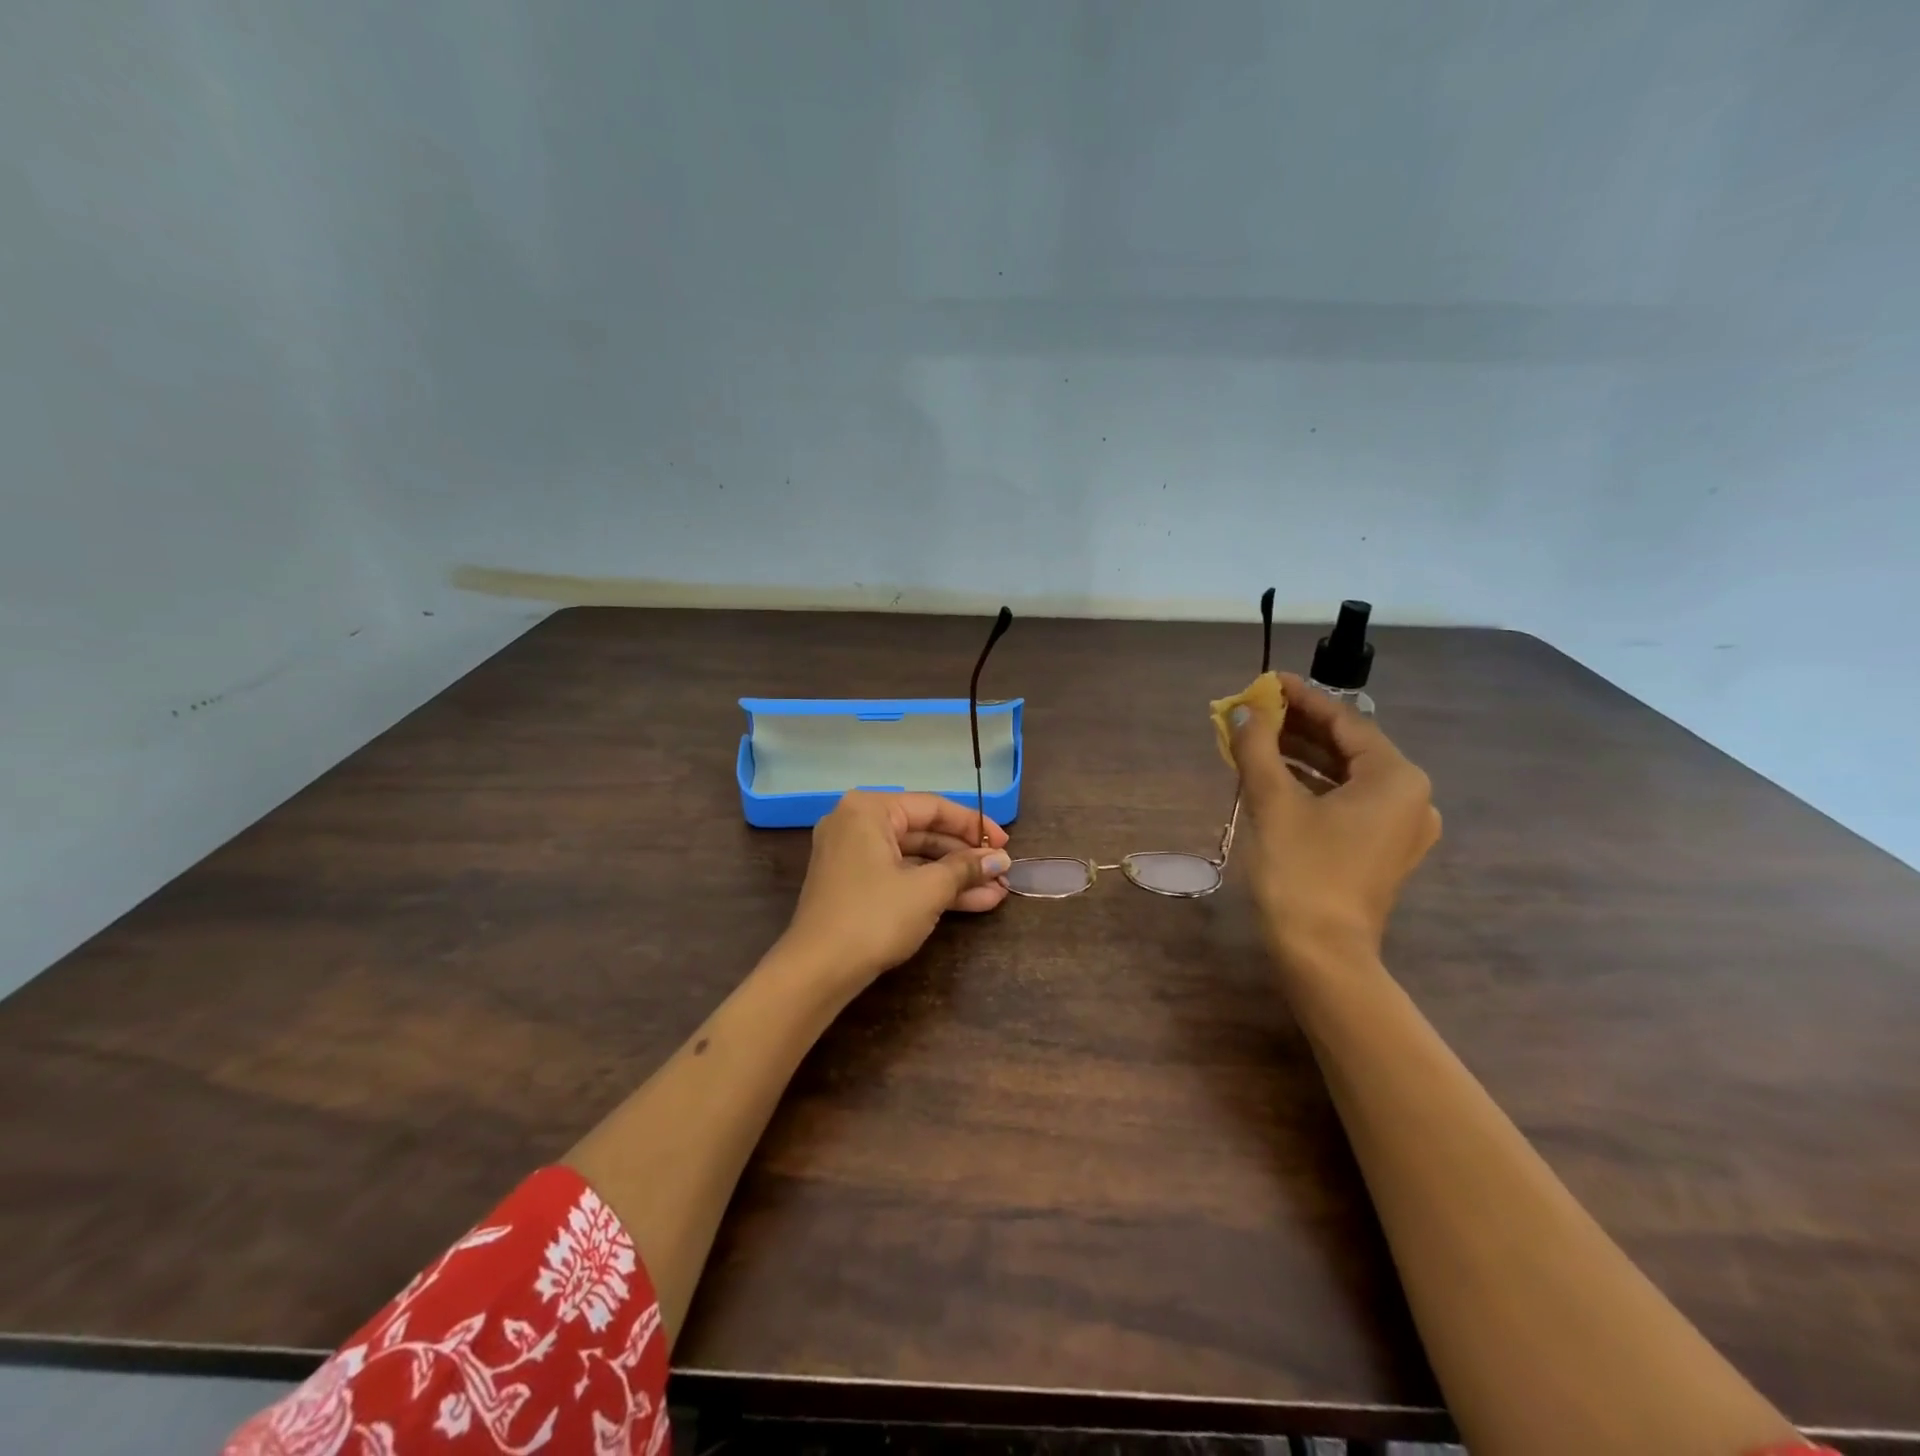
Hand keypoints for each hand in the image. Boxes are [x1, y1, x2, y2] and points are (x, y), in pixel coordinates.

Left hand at [781, 791, 1011, 985]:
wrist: (817, 972)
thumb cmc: (874, 917)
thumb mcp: (927, 890)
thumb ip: (965, 869)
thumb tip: (999, 860)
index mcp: (869, 810)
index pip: (933, 807)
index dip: (973, 826)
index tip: (1005, 844)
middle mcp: (856, 823)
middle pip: (923, 832)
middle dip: (966, 857)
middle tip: (1002, 872)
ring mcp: (852, 855)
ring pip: (914, 858)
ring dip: (955, 876)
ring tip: (997, 892)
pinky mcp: (854, 884)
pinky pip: (899, 875)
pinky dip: (931, 888)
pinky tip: (972, 902)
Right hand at [1229, 673, 1440, 963]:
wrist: (1322, 954)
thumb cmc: (1301, 872)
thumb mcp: (1273, 803)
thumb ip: (1257, 748)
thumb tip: (1244, 711)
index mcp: (1396, 777)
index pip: (1345, 721)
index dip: (1302, 698)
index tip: (1267, 682)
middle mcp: (1410, 796)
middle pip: (1349, 746)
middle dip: (1300, 727)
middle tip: (1256, 711)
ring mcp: (1400, 826)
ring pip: (1347, 774)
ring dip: (1302, 756)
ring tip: (1258, 739)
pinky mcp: (1383, 849)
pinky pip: (1348, 800)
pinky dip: (1313, 785)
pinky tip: (1276, 777)